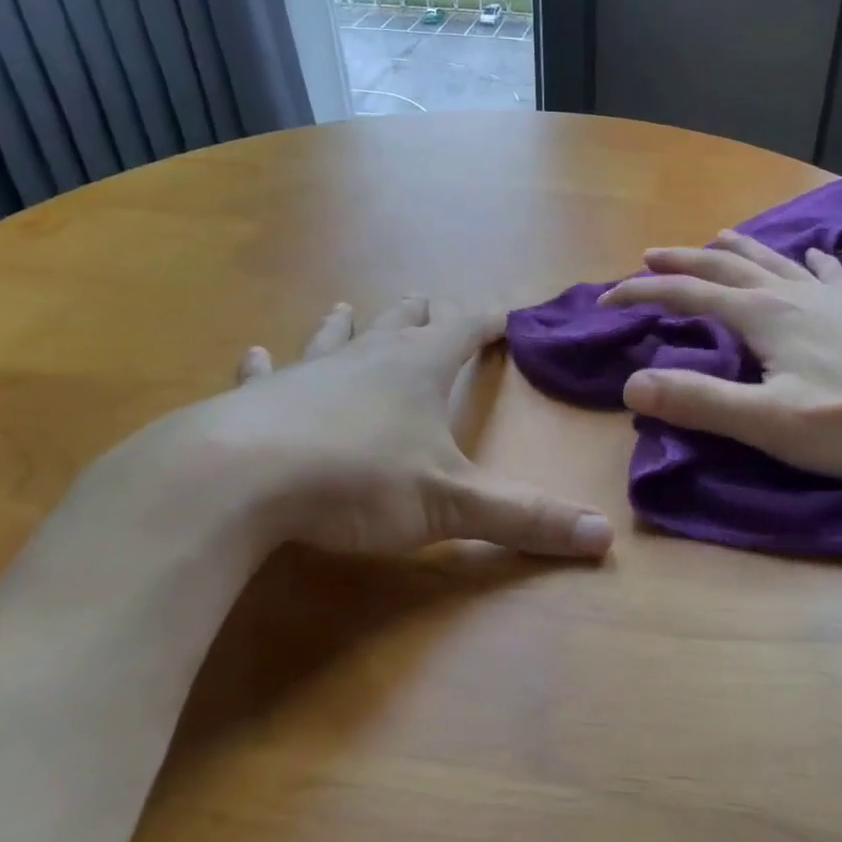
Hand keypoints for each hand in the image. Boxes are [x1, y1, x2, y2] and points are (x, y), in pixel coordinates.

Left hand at [128, 296, 613, 562]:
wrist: (237, 479)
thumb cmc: (358, 480)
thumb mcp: (452, 503)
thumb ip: (525, 519)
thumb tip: (604, 539)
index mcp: (419, 369)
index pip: (466, 331)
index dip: (489, 321)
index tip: (507, 311)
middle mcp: (367, 358)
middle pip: (403, 324)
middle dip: (424, 315)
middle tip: (432, 303)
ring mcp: (308, 374)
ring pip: (336, 338)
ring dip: (349, 324)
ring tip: (347, 306)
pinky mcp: (256, 399)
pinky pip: (266, 374)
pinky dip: (266, 366)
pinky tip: (255, 355)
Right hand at [601, 230, 841, 480]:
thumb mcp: (769, 421)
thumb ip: (699, 401)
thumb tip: (631, 385)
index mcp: (763, 315)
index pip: (687, 296)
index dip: (643, 294)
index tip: (607, 301)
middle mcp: (791, 293)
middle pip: (725, 267)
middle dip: (682, 262)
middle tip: (649, 257)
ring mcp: (831, 297)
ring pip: (772, 261)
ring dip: (736, 250)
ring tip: (716, 240)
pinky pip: (828, 274)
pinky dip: (809, 262)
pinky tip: (813, 256)